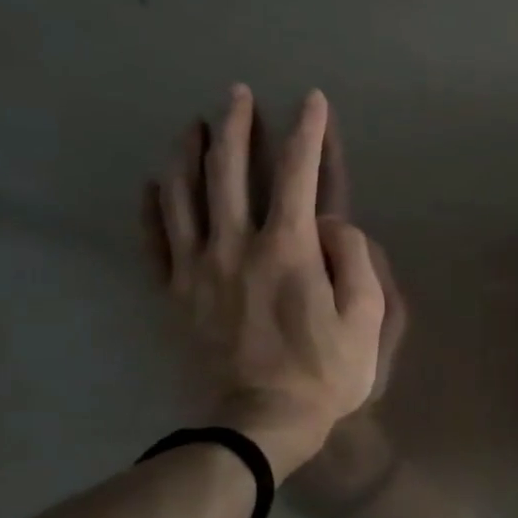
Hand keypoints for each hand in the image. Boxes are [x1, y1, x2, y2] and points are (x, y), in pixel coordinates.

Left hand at [143, 85, 385, 478]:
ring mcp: (197, 268)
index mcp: (289, 248)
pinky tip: (152, 183)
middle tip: (238, 94)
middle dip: (238, 126)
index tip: (312, 101)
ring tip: (194, 125)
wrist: (259, 423)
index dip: (308, 132)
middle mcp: (237, 244)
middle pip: (231, 171)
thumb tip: (335, 225)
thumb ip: (355, 261)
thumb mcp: (366, 319)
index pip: (300, 174)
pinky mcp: (174, 293)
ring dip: (189, 153)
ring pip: (184, 194)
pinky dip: (152, 205)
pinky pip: (154, 238)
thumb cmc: (324, 372)